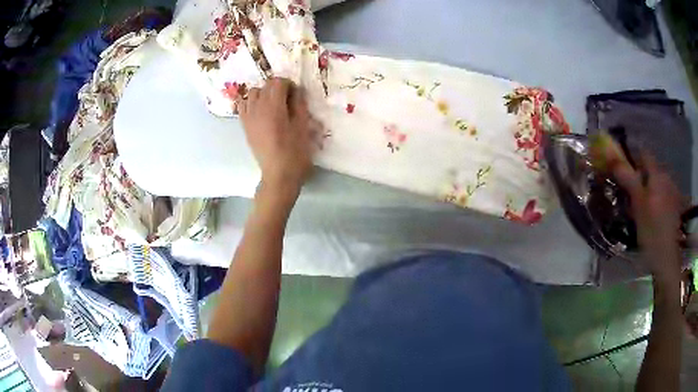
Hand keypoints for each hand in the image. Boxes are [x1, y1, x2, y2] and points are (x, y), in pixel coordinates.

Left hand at [237, 78, 312, 198]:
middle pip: (265, 85)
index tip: (296, 95)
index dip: (289, 85)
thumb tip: (297, 91)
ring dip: (263, 94)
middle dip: (277, 88)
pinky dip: (250, 103)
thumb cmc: (295, 152)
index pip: (278, 82)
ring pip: (252, 93)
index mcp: (273, 106)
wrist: (278, 174)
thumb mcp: (303, 126)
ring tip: (273, 105)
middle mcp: (257, 107)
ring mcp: (248, 116)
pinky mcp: (244, 125)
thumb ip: (299, 104)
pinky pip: (242, 105)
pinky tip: (259, 111)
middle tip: (288, 100)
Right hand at [610, 150, 682, 282]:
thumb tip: (611, 154)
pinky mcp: (675, 205)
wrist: (667, 258)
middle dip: (642, 177)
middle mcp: (666, 177)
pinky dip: (658, 199)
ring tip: (644, 209)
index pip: (644, 154)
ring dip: (650, 190)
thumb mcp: (638, 205)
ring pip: (658, 182)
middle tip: (633, 196)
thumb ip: (628, 178)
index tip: (625, 172)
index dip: (634, 158)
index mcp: (657, 174)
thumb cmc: (651, 231)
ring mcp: (673, 191)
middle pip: (651, 169)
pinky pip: (664, 194)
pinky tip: (655, 216)